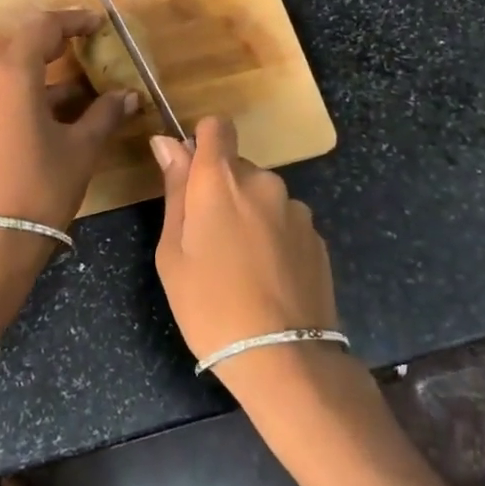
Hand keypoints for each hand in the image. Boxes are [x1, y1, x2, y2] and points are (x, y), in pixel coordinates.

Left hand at [0, 8, 137, 232]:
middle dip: (58, 47)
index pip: (41, 28)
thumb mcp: (81, 148)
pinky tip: (53, 116)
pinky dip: (25, 97)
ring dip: (44, 77)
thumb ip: (105, 113)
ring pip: (10, 76)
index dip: (72, 21)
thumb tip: (129, 95)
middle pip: (22, 48)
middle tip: (90, 50)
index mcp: (11, 76)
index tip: (98, 24)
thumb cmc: (43, 187)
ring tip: (81, 91)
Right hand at [151, 117, 339, 384]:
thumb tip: (167, 143)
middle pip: (237, 166)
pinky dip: (273, 237)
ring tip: (241, 266)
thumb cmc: (209, 305)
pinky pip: (285, 222)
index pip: (216, 126)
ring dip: (249, 214)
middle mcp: (262, 182)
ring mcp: (295, 209)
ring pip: (262, 196)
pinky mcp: (317, 237)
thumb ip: (175, 190)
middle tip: (208, 240)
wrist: (283, 359)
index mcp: (220, 180)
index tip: (191, 174)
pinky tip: (268, 279)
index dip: (202, 141)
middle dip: (221, 190)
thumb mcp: (173, 252)